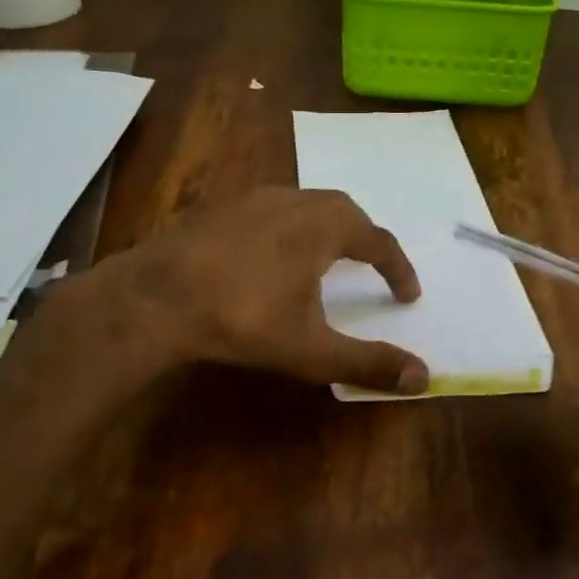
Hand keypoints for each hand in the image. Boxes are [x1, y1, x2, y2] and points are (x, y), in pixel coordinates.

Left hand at [96, 187, 428, 394]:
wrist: (154, 298)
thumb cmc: (243, 319)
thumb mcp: (311, 350)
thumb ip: (367, 362)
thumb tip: (424, 378)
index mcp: (323, 227)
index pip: (378, 241)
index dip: (398, 268)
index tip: (407, 295)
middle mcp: (293, 202)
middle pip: (343, 210)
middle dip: (364, 237)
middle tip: (372, 266)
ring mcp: (251, 200)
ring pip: (304, 204)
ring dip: (325, 228)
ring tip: (326, 259)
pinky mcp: (219, 209)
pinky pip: (270, 211)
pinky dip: (288, 229)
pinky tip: (271, 257)